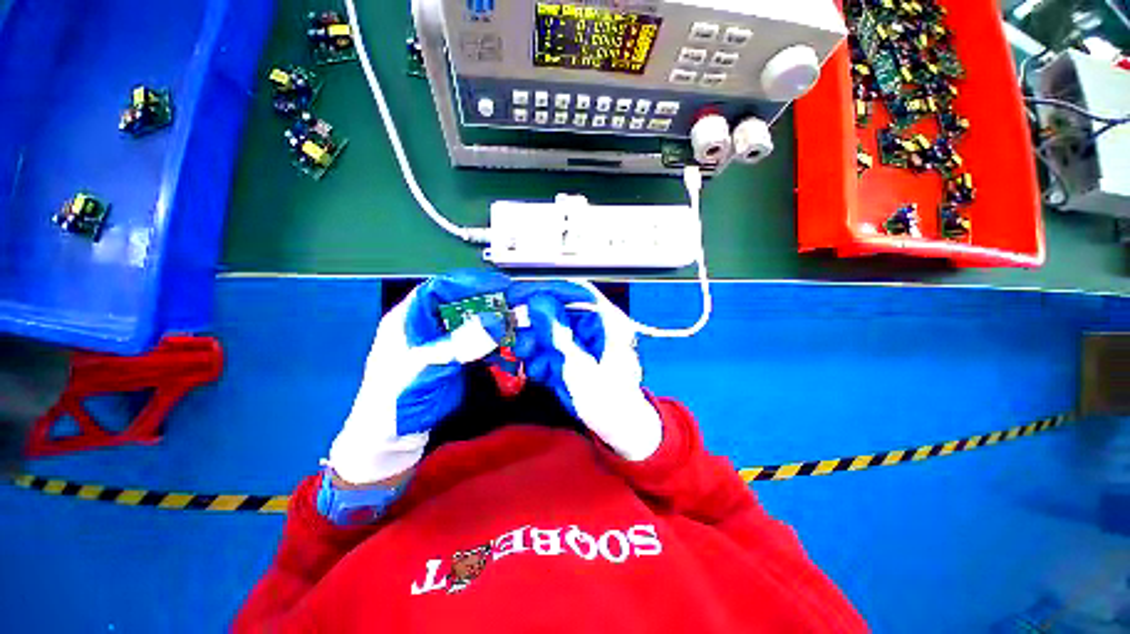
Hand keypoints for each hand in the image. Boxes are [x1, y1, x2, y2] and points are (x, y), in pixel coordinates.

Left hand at [328, 271, 511, 484]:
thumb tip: (495, 323)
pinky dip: (492, 343)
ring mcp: (441, 344)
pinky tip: (507, 345)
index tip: (496, 285)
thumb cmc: (393, 402)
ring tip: (515, 323)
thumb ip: (459, 344)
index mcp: (407, 320)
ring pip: (471, 324)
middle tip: (513, 304)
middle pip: (459, 304)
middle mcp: (426, 327)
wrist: (390, 443)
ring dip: (492, 323)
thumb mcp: (424, 367)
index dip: (467, 283)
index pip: (438, 289)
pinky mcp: (453, 360)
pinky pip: (476, 344)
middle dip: (486, 302)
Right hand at [507, 282, 662, 460]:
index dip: (547, 289)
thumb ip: (557, 334)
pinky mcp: (572, 352)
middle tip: (519, 338)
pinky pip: (549, 346)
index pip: (576, 291)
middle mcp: (594, 325)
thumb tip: (537, 302)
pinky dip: (540, 357)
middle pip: (558, 309)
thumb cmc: (610, 400)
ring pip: (549, 329)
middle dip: (535, 325)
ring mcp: (582, 339)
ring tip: (532, 361)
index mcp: (607, 321)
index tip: (519, 294)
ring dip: (535, 343)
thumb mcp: (580, 368)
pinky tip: (541, 371)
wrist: (618, 428)